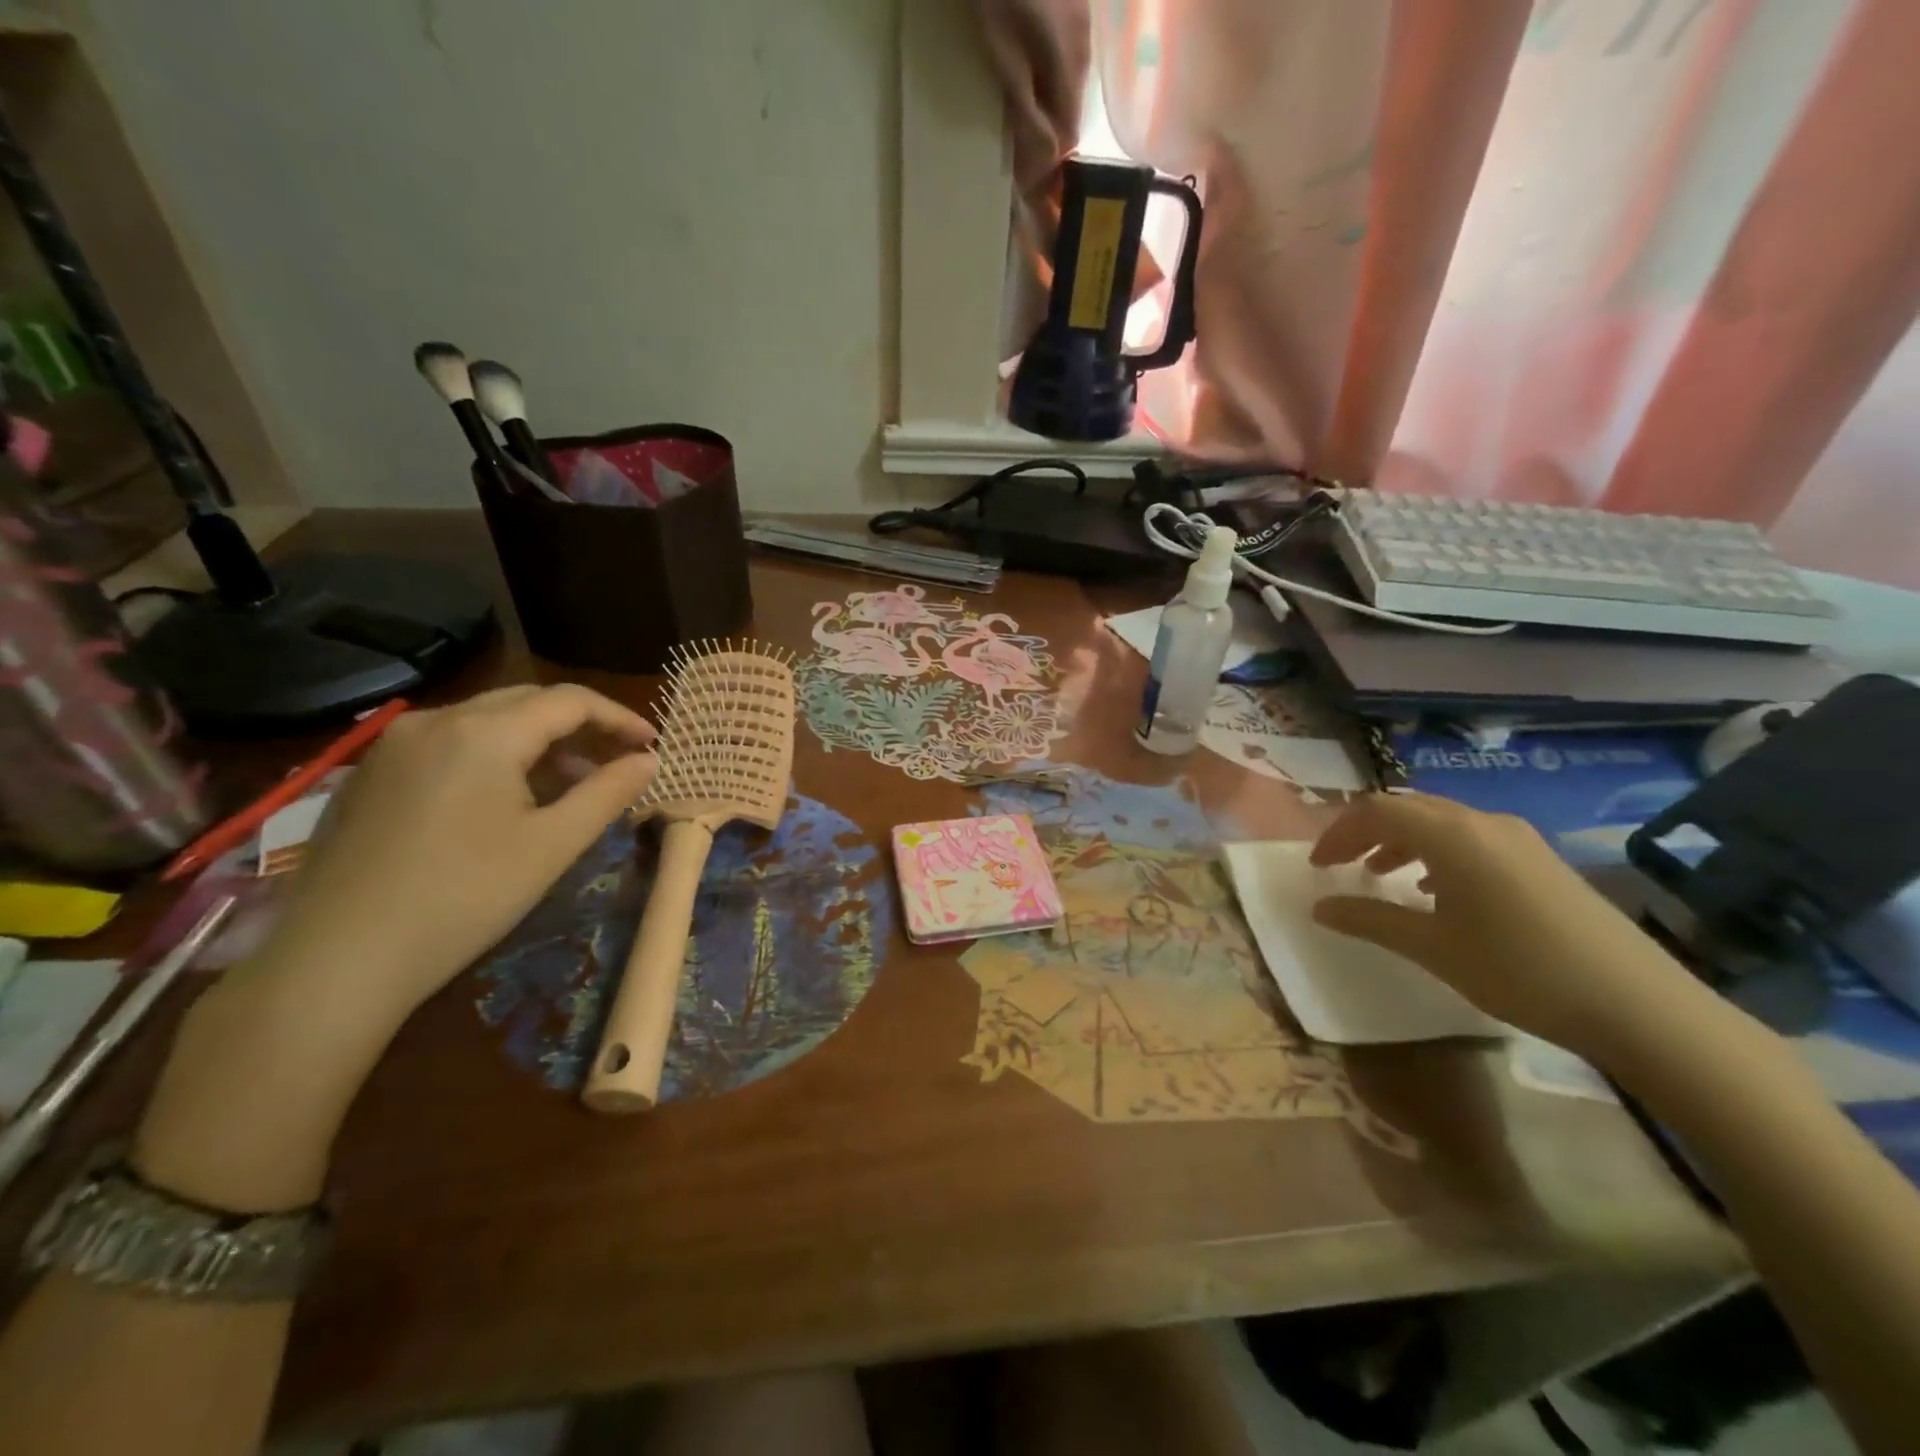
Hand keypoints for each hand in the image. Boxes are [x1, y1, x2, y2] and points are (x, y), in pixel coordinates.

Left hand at [264, 684, 655, 1021]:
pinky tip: (504, 799)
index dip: (619, 718)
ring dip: (537, 742)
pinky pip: (448, 744)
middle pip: (527, 701)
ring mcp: (392, 746)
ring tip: (569, 785)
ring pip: (485, 721)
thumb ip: (608, 793)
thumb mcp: (553, 845)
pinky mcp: (368, 775)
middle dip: (580, 726)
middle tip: (617, 761)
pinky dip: (493, 756)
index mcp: (484, 732)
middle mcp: (435, 721)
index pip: (570, 701)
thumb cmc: (463, 898)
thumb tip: (650, 760)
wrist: (335, 961)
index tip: (652, 745)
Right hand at [1309, 793, 1705, 1061]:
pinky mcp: (1541, 860)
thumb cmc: (1519, 969)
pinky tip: (1437, 890)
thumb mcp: (1431, 947)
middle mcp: (1482, 822)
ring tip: (1382, 874)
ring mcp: (1518, 839)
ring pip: (1441, 822)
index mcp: (1451, 834)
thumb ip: (1369, 920)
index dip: (1338, 833)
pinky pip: (1472, 839)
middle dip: (1366, 832)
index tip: (1318, 867)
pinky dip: (1437, 853)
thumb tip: (1319, 908)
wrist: (1639, 1004)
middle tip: (1342, 865)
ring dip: (1402, 841)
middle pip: (1408, 808)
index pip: (1375, 811)